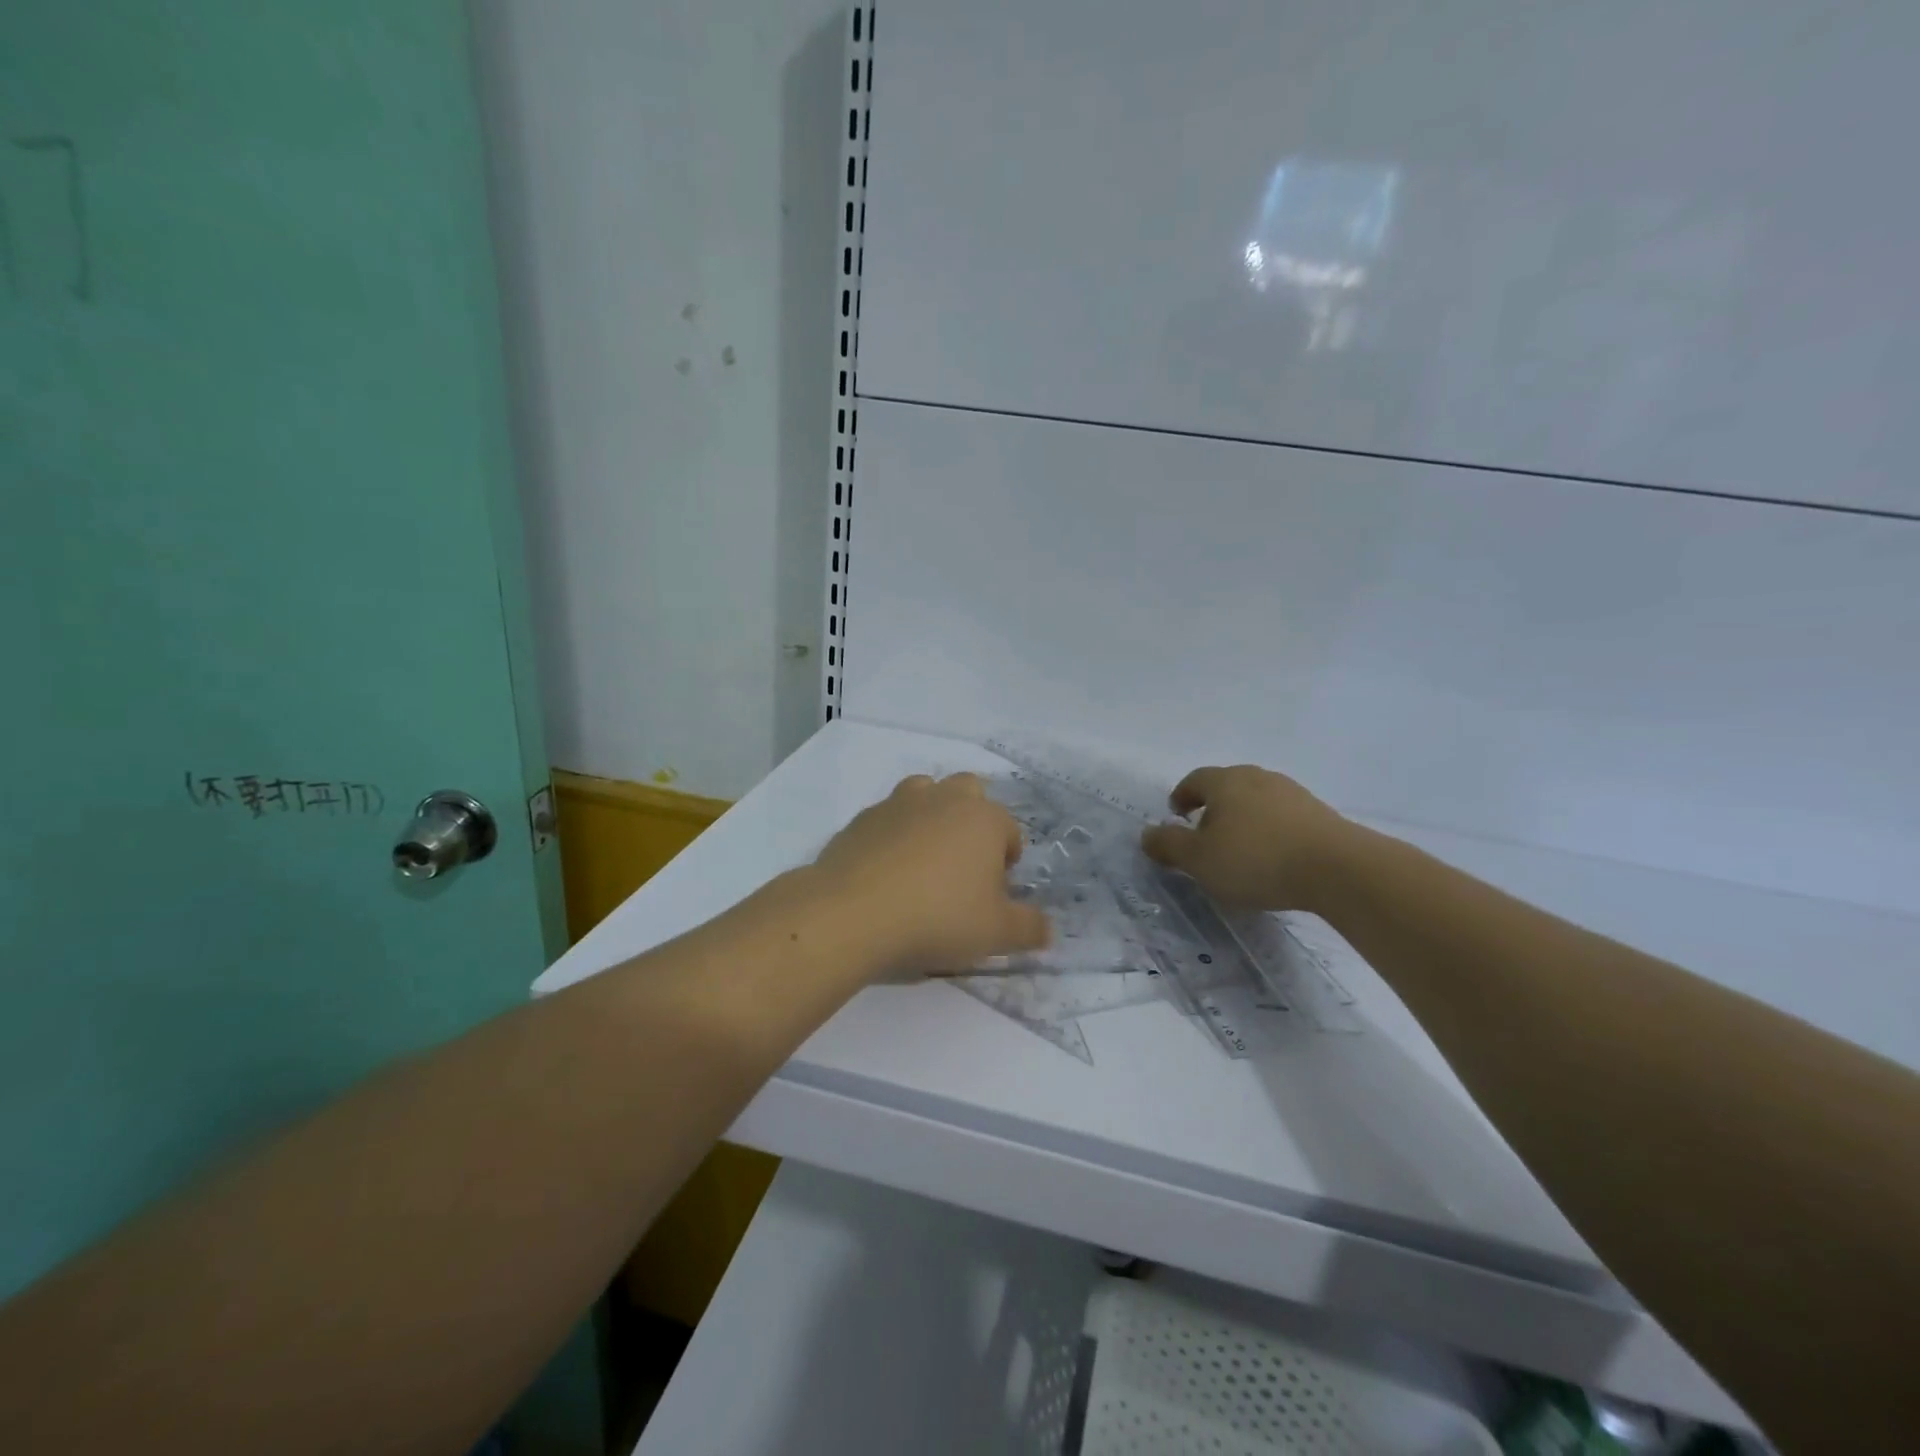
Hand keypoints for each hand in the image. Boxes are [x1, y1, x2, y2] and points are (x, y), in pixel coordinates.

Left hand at [812, 773, 1051, 975]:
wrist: (853, 914)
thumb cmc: (938, 918)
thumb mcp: (997, 934)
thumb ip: (1030, 928)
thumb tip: (1046, 928)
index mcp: (983, 818)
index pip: (1009, 831)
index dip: (1007, 862)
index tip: (994, 895)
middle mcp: (943, 799)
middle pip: (969, 792)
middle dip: (973, 820)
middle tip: (963, 867)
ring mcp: (898, 803)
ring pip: (925, 793)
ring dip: (931, 816)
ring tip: (925, 861)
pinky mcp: (861, 819)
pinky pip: (888, 819)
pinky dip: (893, 836)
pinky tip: (887, 873)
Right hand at [1140, 765, 1350, 911]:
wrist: (1337, 868)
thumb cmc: (1255, 859)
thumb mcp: (1199, 860)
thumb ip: (1169, 845)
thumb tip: (1147, 834)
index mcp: (1225, 781)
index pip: (1194, 780)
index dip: (1181, 796)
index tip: (1176, 816)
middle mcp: (1258, 777)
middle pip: (1227, 786)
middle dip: (1212, 807)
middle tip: (1204, 834)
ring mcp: (1293, 792)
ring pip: (1256, 800)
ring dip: (1243, 819)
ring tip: (1240, 849)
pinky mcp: (1319, 813)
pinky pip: (1282, 817)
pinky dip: (1270, 830)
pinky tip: (1273, 857)